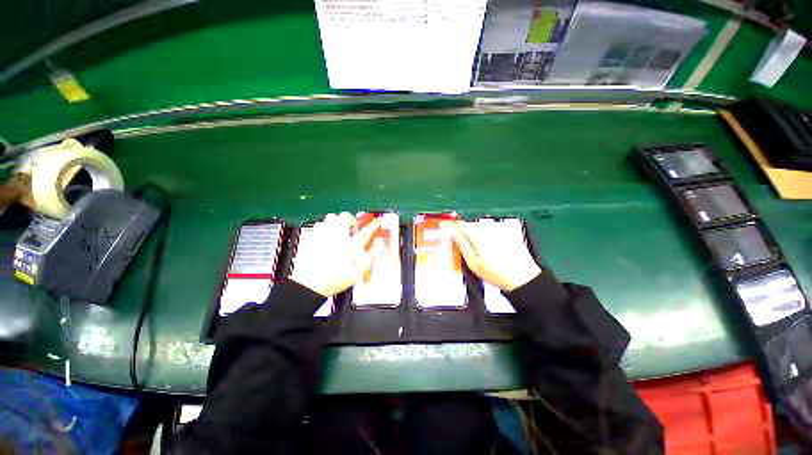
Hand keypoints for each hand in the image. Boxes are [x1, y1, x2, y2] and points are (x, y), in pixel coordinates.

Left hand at [290, 212, 380, 296]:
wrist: (307, 285)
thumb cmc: (332, 281)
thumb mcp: (354, 275)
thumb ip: (366, 261)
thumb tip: (377, 252)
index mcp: (349, 247)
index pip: (365, 232)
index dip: (373, 226)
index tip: (378, 221)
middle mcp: (337, 237)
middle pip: (345, 217)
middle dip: (352, 220)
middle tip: (353, 231)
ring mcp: (323, 235)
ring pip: (332, 217)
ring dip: (338, 221)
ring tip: (340, 231)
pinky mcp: (312, 238)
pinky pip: (320, 224)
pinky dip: (326, 226)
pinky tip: (327, 235)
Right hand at [450, 221, 540, 291]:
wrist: (523, 278)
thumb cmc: (495, 273)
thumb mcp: (473, 262)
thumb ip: (461, 244)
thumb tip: (451, 232)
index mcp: (478, 236)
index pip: (461, 224)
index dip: (452, 226)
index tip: (445, 228)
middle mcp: (489, 229)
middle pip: (471, 225)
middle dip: (463, 231)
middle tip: (459, 242)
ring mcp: (500, 230)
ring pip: (481, 227)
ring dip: (474, 233)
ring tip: (476, 247)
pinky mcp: (508, 232)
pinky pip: (491, 229)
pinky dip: (486, 235)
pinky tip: (489, 247)